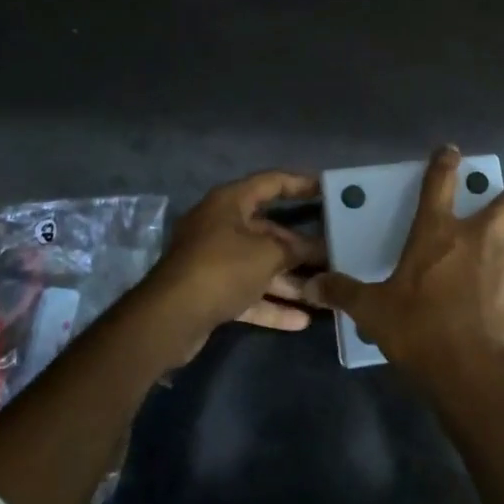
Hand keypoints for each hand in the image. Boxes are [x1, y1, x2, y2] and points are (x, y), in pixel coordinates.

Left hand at [137, 170, 325, 350]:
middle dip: (300, 246)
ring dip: (290, 280)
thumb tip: (316, 249)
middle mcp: (220, 226)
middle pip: (268, 231)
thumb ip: (294, 249)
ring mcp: (214, 261)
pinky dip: (271, 304)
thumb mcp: (267, 254)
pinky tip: (302, 320)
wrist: (170, 318)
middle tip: (334, 253)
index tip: (328, 189)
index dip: (300, 183)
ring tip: (323, 291)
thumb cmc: (222, 269)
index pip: (271, 183)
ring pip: (260, 265)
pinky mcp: (211, 292)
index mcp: (230, 203)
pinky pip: (248, 293)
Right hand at [305, 145, 503, 383]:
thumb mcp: (372, 311)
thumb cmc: (419, 330)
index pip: (441, 181)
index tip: (451, 152)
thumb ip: (344, 292)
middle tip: (497, 215)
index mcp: (440, 232)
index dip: (446, 161)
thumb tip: (311, 284)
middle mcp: (483, 239)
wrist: (473, 374)